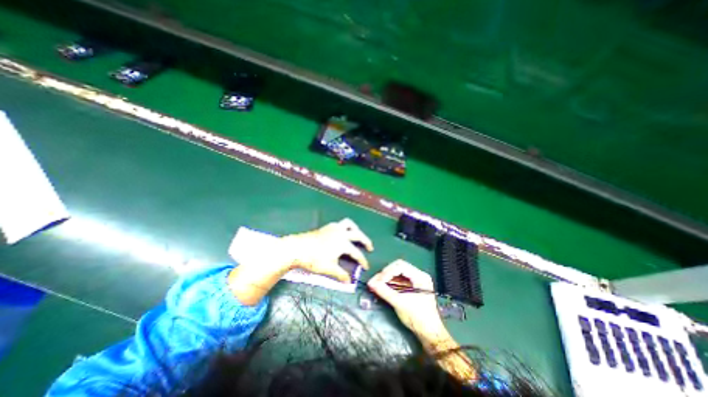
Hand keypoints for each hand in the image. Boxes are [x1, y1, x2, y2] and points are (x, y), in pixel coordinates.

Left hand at [280, 218, 374, 282]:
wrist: (297, 248)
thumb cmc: (313, 259)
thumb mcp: (328, 269)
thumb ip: (340, 274)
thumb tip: (349, 282)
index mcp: (343, 243)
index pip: (356, 253)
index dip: (362, 260)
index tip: (366, 267)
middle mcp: (341, 233)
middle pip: (357, 235)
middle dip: (365, 241)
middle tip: (370, 247)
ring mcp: (334, 228)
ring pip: (349, 224)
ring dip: (355, 229)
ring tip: (357, 234)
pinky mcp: (327, 227)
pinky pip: (340, 224)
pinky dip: (345, 227)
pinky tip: (342, 233)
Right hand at [368, 261, 443, 340]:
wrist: (430, 334)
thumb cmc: (418, 317)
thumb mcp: (400, 303)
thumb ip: (385, 291)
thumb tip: (370, 283)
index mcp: (420, 276)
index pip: (400, 266)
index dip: (388, 272)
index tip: (378, 281)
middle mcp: (418, 275)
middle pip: (398, 267)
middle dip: (386, 274)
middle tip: (375, 281)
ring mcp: (415, 281)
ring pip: (397, 274)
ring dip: (386, 278)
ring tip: (376, 284)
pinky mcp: (412, 288)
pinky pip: (399, 281)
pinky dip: (390, 283)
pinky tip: (382, 287)